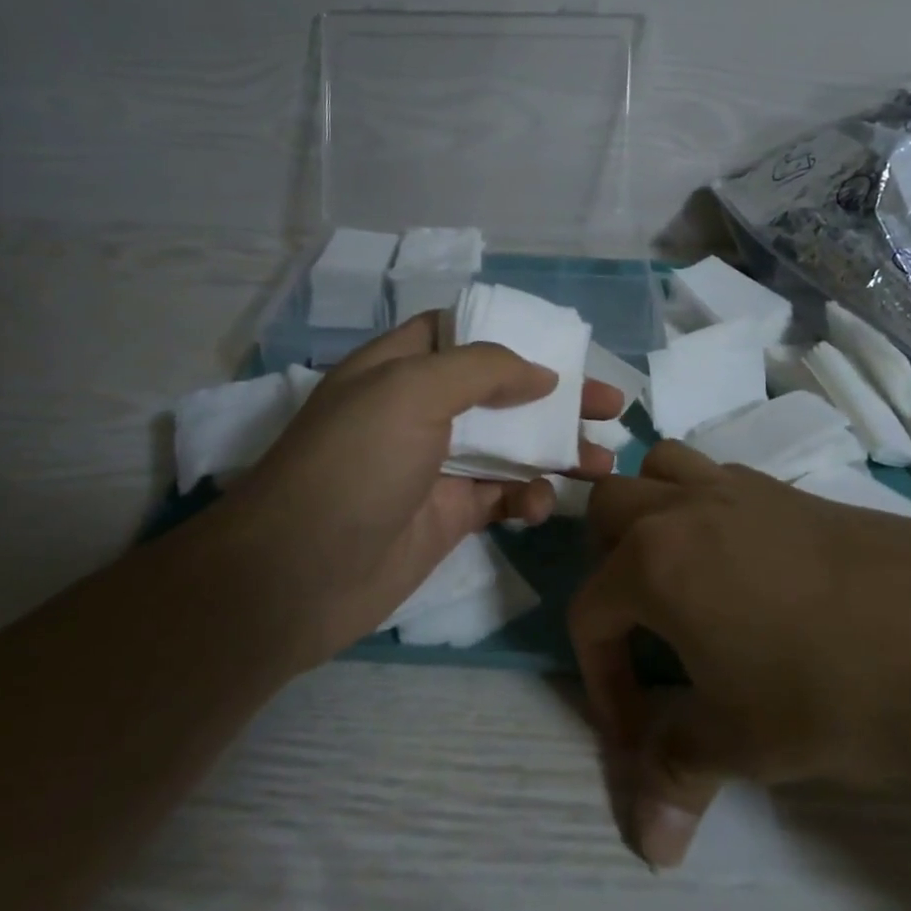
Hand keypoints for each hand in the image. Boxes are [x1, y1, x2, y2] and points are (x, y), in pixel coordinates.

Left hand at [193, 313, 623, 671]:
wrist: (298, 576)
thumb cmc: (355, 464)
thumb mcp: (411, 391)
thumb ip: (483, 369)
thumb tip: (542, 374)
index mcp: (399, 366)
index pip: (460, 334)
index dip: (512, 336)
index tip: (564, 349)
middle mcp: (419, 409)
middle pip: (500, 391)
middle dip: (556, 397)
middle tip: (612, 406)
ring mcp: (435, 464)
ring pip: (510, 446)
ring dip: (556, 450)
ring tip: (603, 463)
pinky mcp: (449, 514)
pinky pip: (502, 496)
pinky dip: (527, 497)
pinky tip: (539, 507)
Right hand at [571, 441, 910, 867]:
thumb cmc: (836, 690)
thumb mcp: (746, 743)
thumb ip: (680, 775)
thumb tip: (647, 846)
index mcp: (655, 561)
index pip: (590, 611)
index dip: (601, 680)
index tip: (639, 735)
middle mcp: (688, 508)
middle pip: (609, 508)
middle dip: (607, 567)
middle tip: (644, 627)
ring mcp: (744, 488)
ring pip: (665, 469)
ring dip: (653, 514)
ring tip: (682, 578)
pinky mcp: (795, 489)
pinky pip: (722, 479)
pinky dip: (709, 511)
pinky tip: (751, 570)